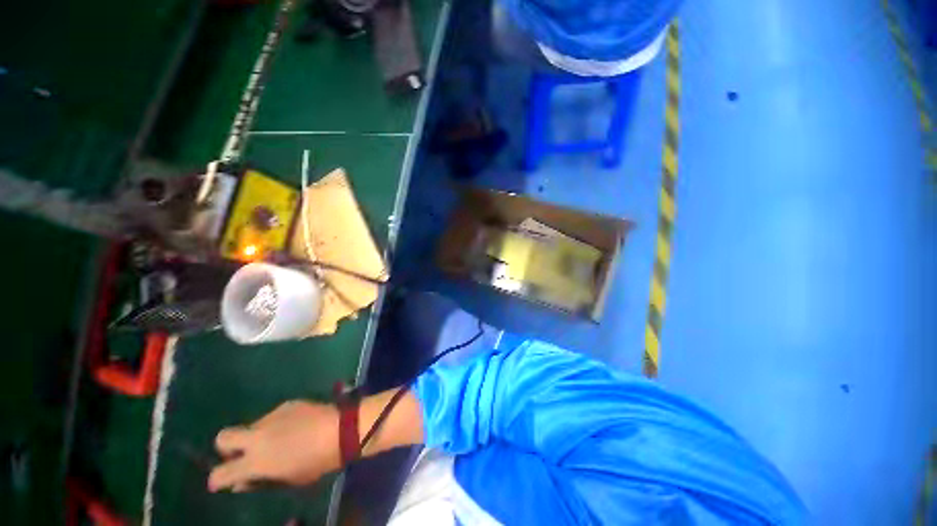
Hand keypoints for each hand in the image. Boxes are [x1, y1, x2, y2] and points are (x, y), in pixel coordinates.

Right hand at [208, 400, 340, 491]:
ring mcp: (272, 416)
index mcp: (255, 461)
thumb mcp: (289, 480)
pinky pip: (274, 416)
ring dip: (258, 435)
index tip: (221, 482)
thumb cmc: (318, 461)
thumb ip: (261, 481)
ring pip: (252, 425)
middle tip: (243, 455)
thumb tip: (242, 482)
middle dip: (226, 448)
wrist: (341, 429)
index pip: (220, 473)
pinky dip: (277, 424)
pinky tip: (295, 426)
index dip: (217, 480)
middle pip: (223, 437)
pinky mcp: (287, 403)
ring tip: (281, 439)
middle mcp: (257, 436)